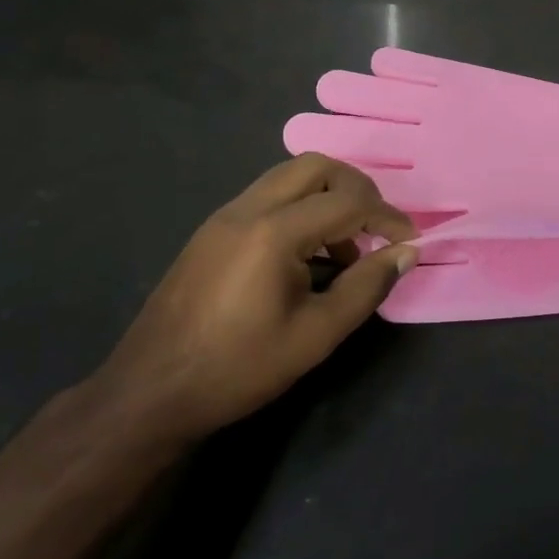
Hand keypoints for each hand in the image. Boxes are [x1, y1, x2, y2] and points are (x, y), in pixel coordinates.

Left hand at [95, 154, 417, 440]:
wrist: (149, 392)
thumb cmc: (238, 367)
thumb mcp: (316, 335)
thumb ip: (366, 287)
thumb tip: (406, 253)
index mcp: (274, 231)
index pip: (348, 201)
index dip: (387, 217)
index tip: (409, 242)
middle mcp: (248, 208)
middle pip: (317, 166)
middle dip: (357, 189)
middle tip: (376, 229)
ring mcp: (225, 216)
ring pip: (289, 177)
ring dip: (327, 197)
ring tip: (344, 250)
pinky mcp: (212, 230)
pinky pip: (268, 198)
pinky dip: (300, 209)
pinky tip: (306, 257)